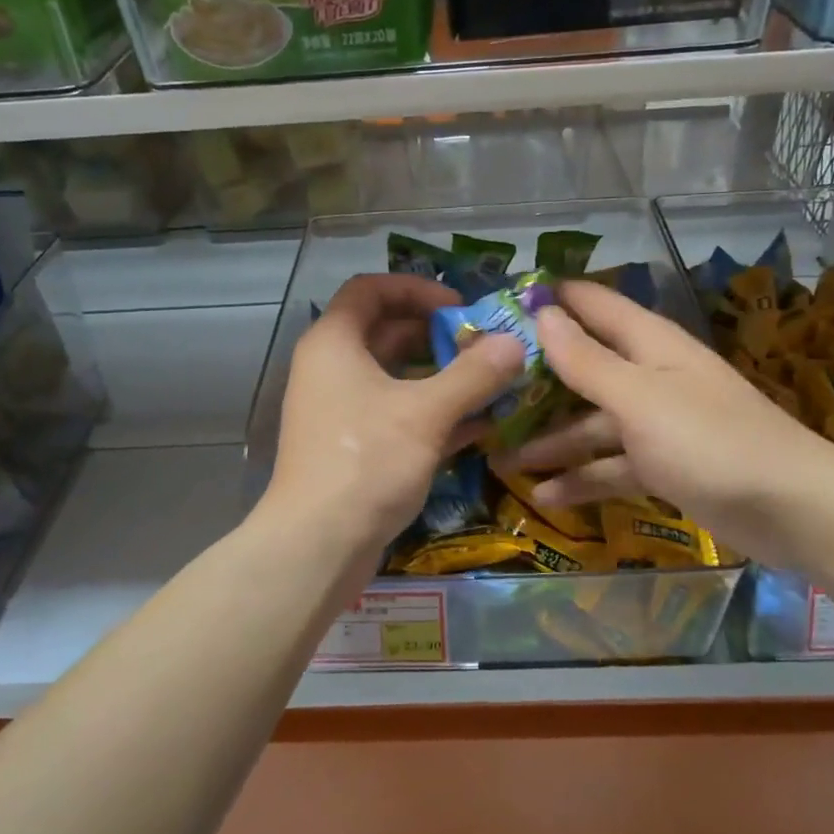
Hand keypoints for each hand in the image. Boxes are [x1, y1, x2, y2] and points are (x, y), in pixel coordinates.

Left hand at [263, 273, 524, 555]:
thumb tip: (515, 343)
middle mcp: (332, 369)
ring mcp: (341, 411)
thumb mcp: (426, 413)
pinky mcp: (354, 447)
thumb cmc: (367, 462)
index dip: (416, 288)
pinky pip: (397, 415)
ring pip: (397, 379)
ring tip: (493, 384)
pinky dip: (433, 414)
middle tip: (487, 348)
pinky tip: (479, 426)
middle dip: (439, 337)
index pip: (370, 289)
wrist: (318, 545)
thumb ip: (474, 375)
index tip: (459, 307)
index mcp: (335, 343)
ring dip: (443, 379)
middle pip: (387, 333)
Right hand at [501, 280, 833, 567]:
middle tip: (482, 392)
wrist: (793, 510)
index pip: (592, 303)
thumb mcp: (638, 399)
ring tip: (500, 459)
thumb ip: (587, 359)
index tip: (497, 306)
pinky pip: (612, 465)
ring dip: (551, 440)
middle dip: (535, 381)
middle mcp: (650, 375)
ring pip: (592, 423)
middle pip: (583, 367)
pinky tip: (546, 498)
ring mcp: (658, 423)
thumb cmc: (710, 442)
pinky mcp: (665, 465)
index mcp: (649, 344)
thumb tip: (543, 312)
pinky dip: (583, 479)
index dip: (549, 299)